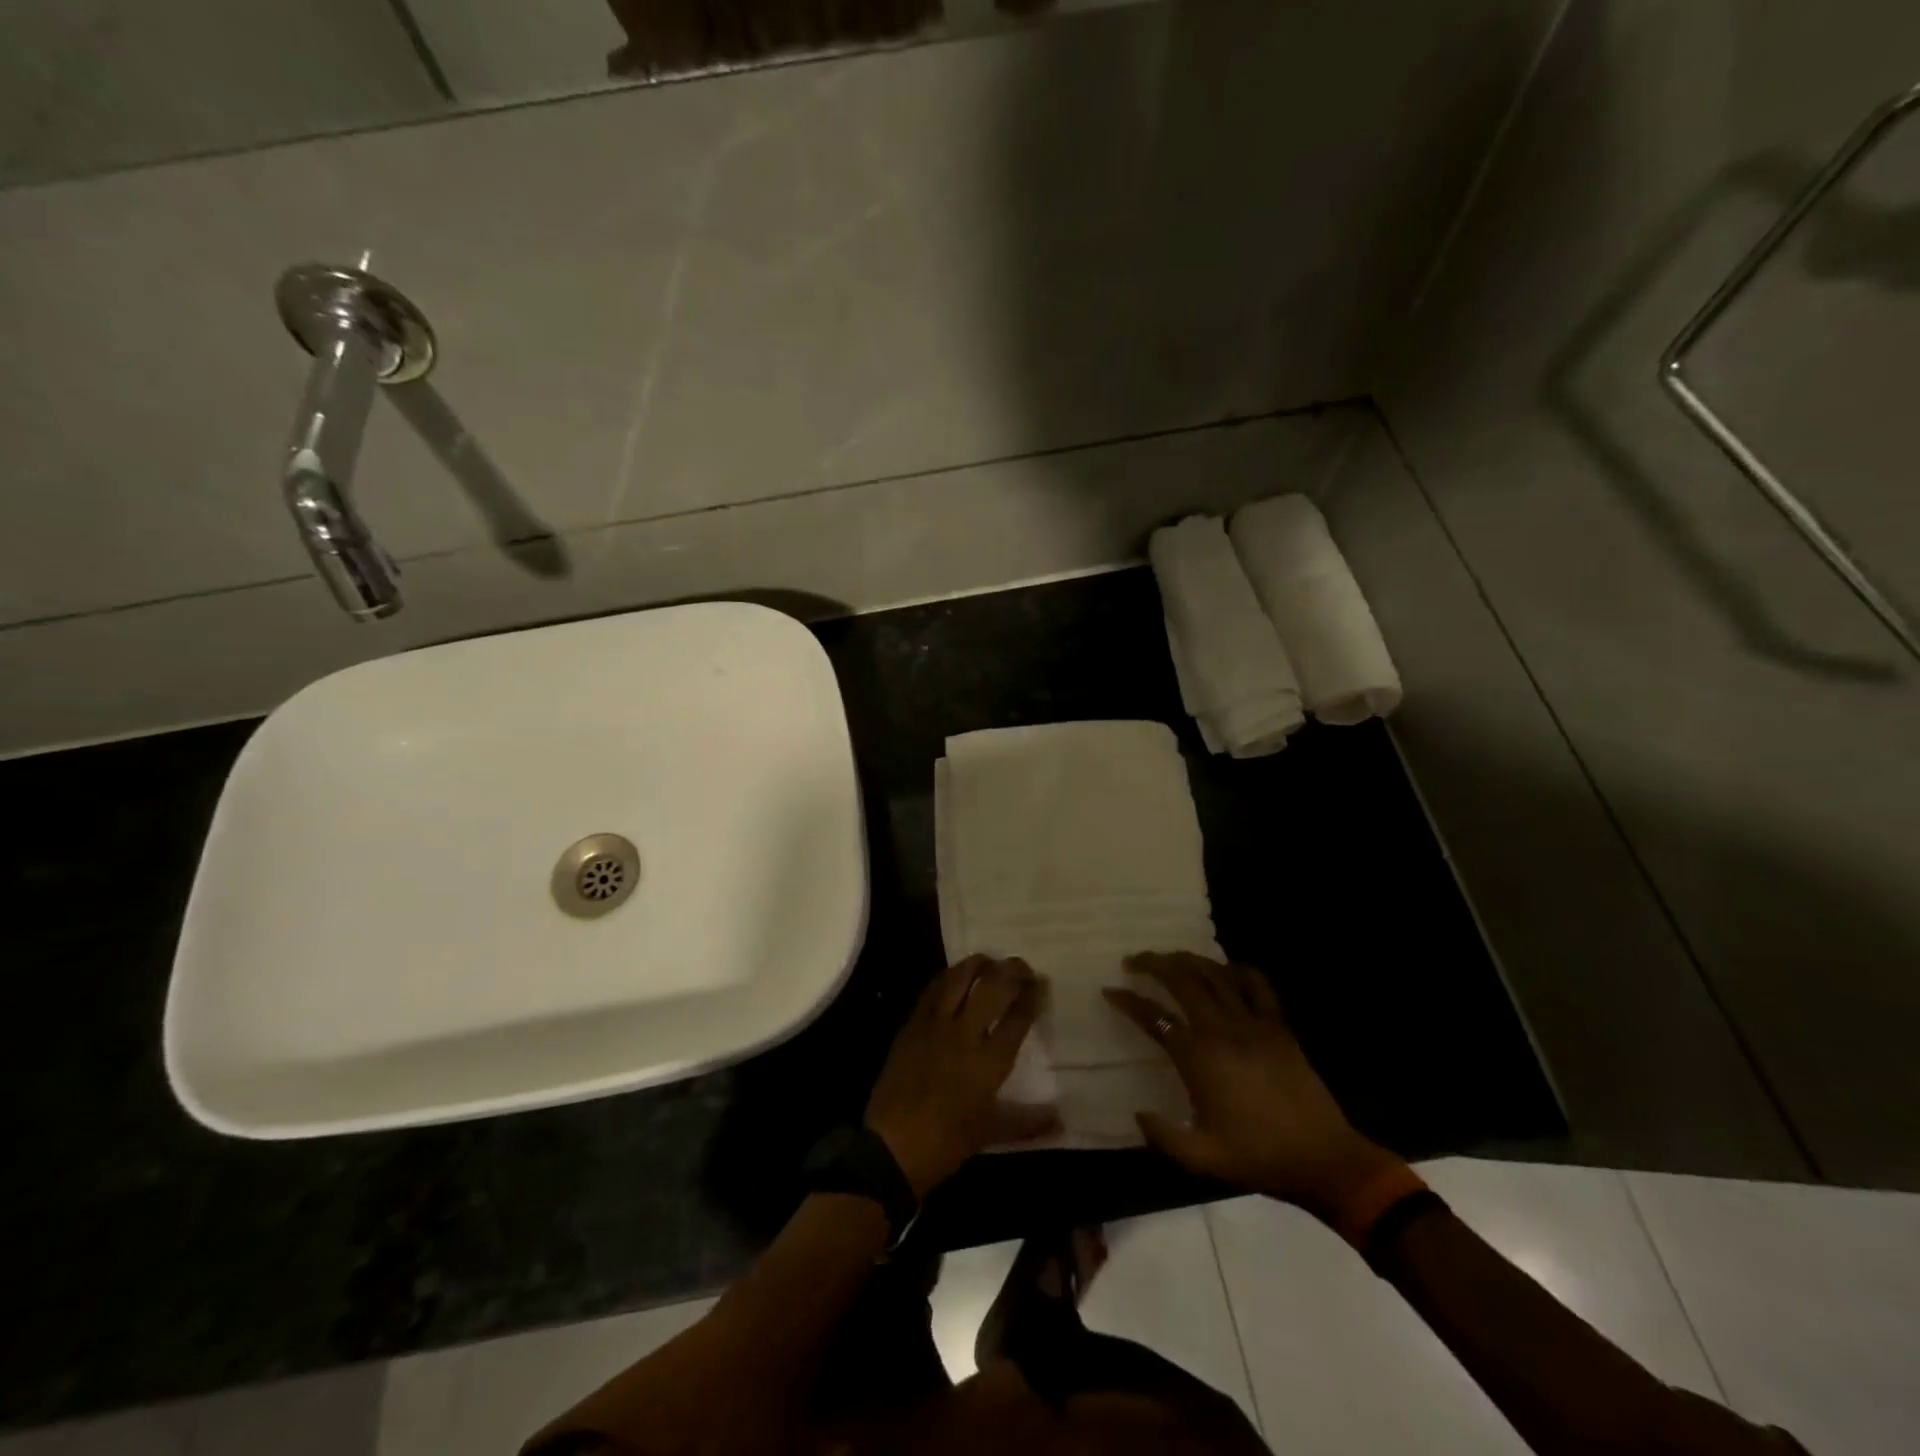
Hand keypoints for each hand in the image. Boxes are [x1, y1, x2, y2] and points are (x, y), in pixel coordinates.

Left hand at [866, 956, 1058, 1196]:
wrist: (891, 1146)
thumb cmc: (946, 1142)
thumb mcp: (991, 1133)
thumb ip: (1028, 1122)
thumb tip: (1061, 1120)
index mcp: (989, 1061)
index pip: (1018, 1017)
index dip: (1032, 996)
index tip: (1040, 984)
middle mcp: (965, 1033)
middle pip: (993, 987)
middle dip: (1012, 971)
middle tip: (1022, 966)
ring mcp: (935, 1024)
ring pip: (960, 978)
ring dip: (978, 964)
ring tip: (990, 961)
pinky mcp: (912, 1023)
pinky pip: (932, 989)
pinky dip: (948, 977)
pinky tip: (955, 976)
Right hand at [1105, 952, 1403, 1223]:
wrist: (1323, 1160)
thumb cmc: (1259, 1158)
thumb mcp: (1203, 1158)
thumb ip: (1163, 1136)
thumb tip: (1138, 1112)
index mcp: (1200, 1059)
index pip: (1156, 1018)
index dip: (1129, 1001)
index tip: (1110, 991)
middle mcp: (1223, 1031)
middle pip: (1184, 981)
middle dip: (1154, 964)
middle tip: (1134, 961)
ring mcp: (1254, 1024)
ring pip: (1216, 974)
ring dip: (1189, 960)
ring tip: (1170, 957)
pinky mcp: (1279, 1027)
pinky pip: (1258, 985)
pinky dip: (1238, 970)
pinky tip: (1225, 968)